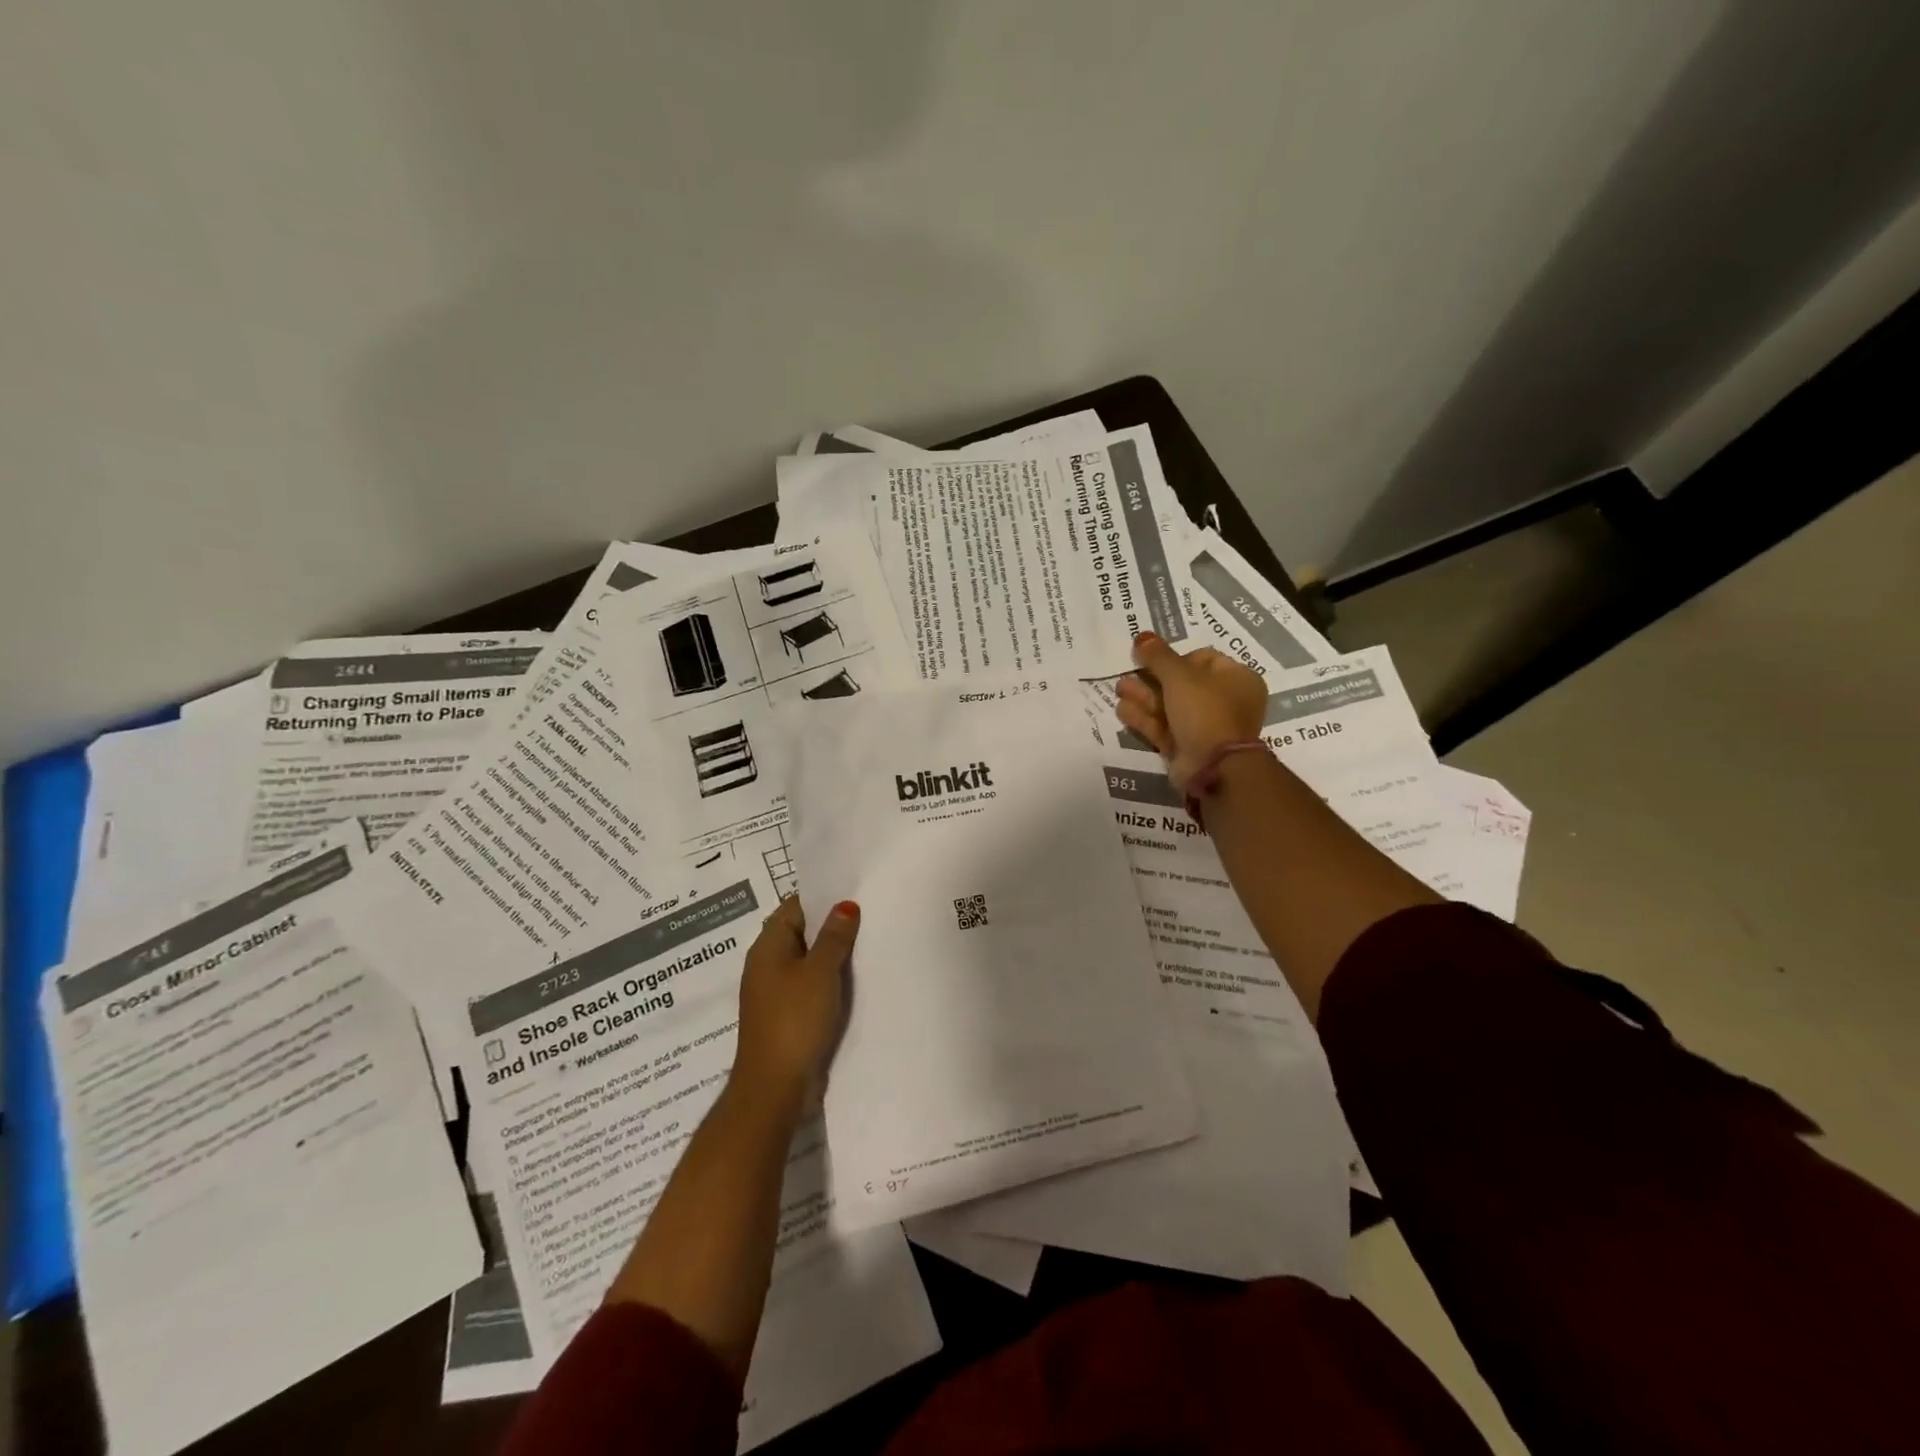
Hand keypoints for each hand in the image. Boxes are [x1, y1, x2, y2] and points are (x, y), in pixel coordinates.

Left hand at [733, 896, 858, 1107]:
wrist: (775, 1087)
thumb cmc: (795, 1020)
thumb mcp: (820, 972)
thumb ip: (834, 936)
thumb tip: (844, 904)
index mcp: (768, 947)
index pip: (794, 907)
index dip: (822, 897)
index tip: (855, 891)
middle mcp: (767, 965)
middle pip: (802, 933)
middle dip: (832, 925)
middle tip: (870, 915)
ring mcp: (775, 992)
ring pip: (808, 961)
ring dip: (833, 955)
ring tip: (870, 943)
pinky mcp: (787, 1016)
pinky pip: (810, 986)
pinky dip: (830, 980)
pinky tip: (855, 981)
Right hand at [1116, 632, 1267, 791]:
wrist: (1213, 766)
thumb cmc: (1205, 710)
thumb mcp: (1180, 676)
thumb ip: (1158, 656)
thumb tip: (1142, 636)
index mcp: (1236, 679)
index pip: (1204, 659)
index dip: (1176, 656)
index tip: (1152, 658)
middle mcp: (1224, 702)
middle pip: (1182, 683)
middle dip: (1151, 678)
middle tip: (1127, 673)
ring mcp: (1205, 727)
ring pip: (1170, 706)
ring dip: (1143, 697)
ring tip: (1119, 689)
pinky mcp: (1187, 747)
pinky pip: (1164, 727)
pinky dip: (1144, 718)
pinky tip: (1122, 710)